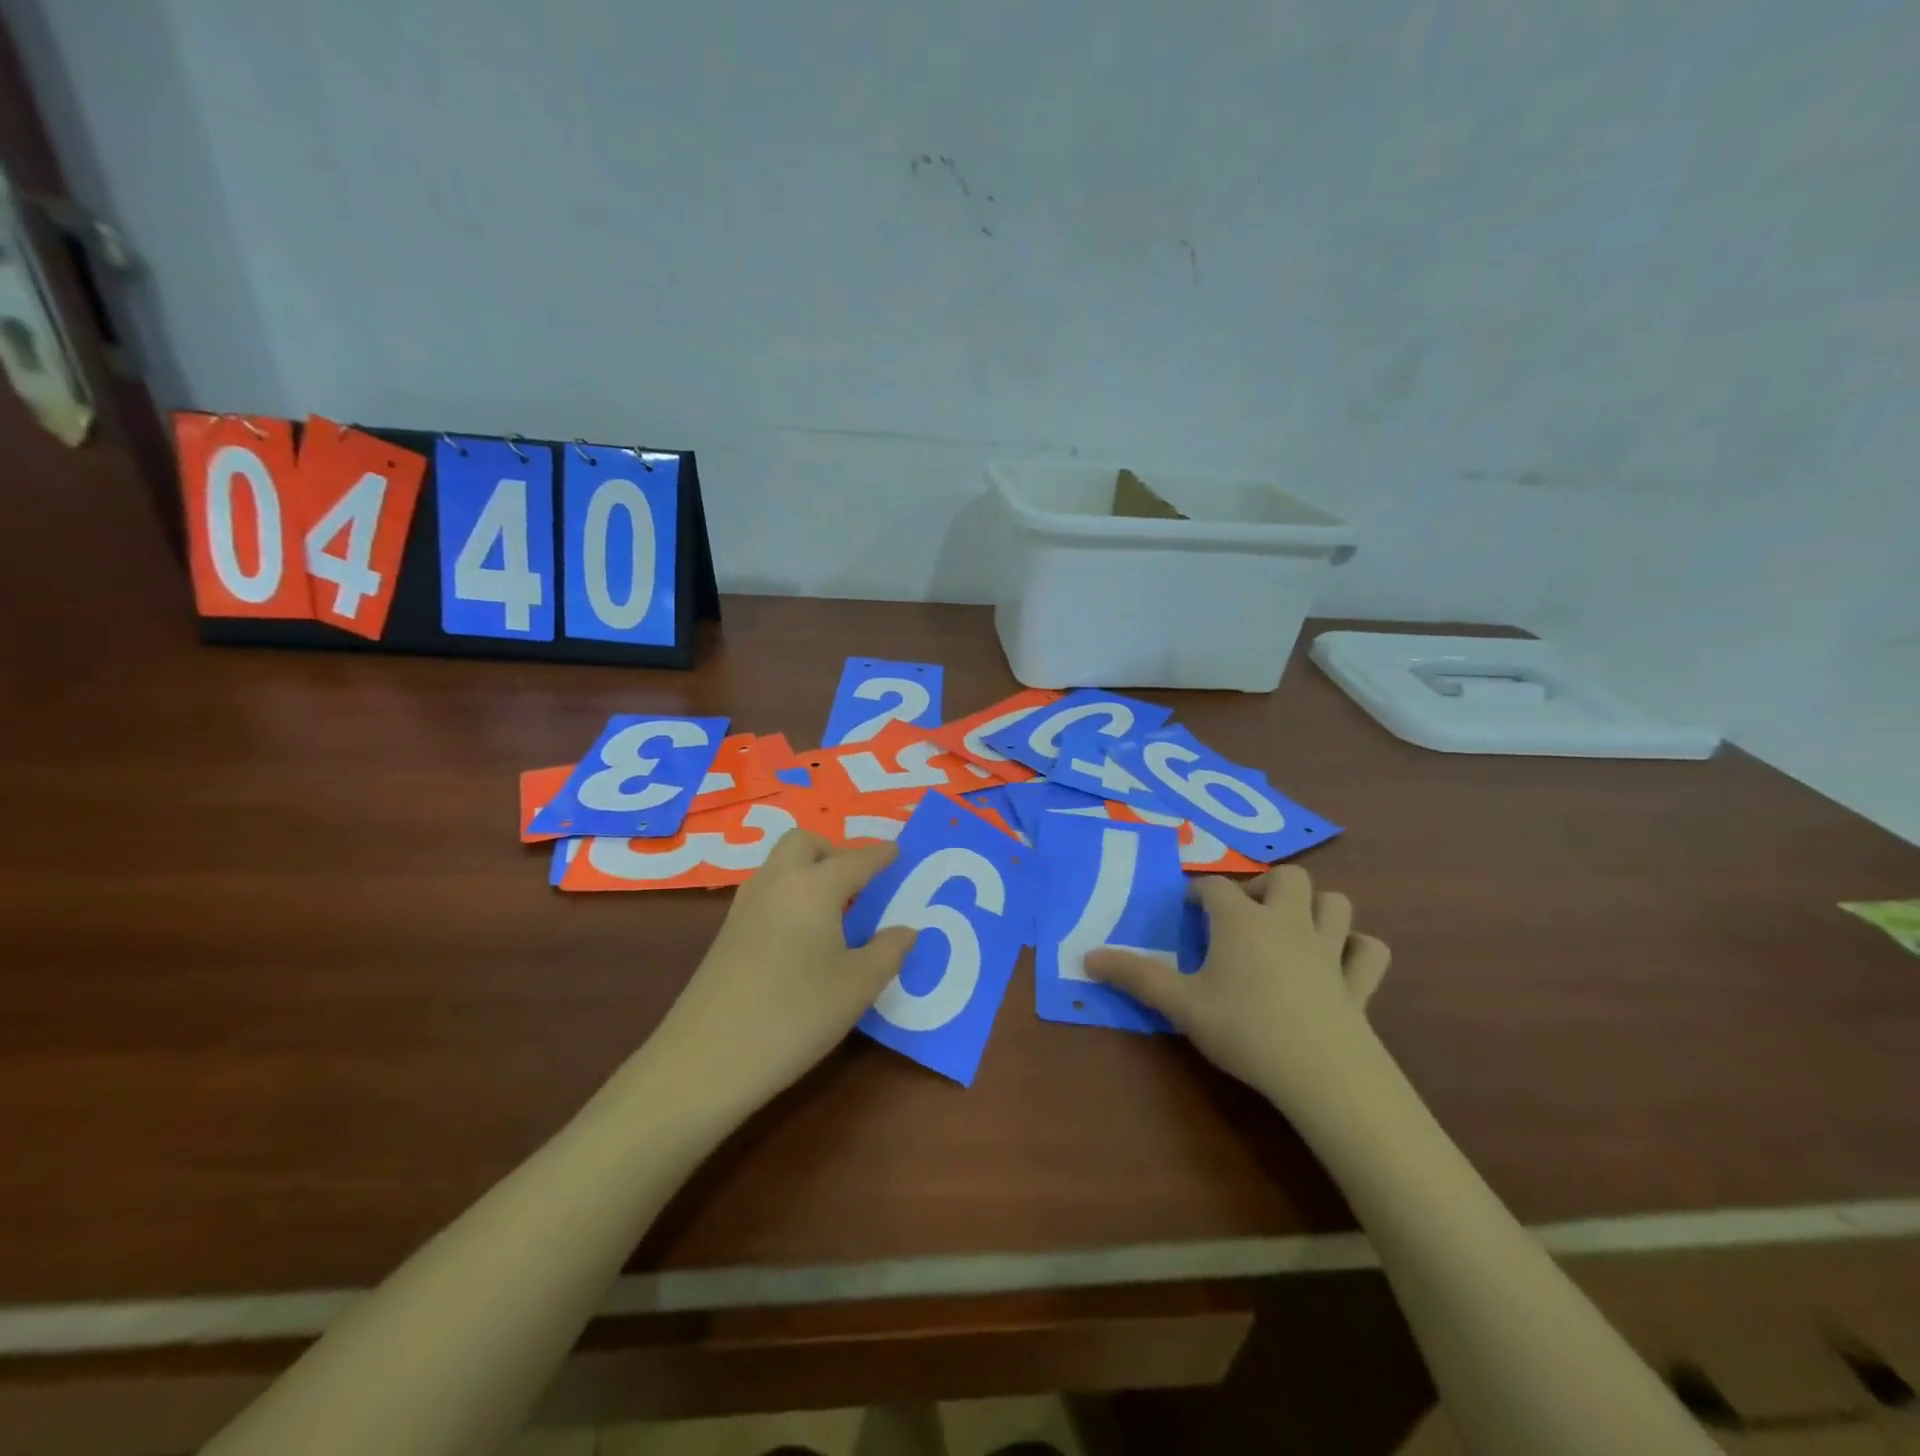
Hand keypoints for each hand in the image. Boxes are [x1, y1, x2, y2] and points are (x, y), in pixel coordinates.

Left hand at [648, 831, 916, 1116]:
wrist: (706, 1059)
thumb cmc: (795, 1015)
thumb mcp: (857, 987)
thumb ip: (888, 951)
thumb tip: (905, 930)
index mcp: (814, 887)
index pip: (856, 860)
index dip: (881, 856)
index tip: (898, 853)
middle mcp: (777, 882)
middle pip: (806, 843)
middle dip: (835, 851)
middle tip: (860, 882)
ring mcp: (745, 905)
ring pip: (781, 864)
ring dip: (809, 870)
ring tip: (837, 909)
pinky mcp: (727, 931)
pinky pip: (768, 890)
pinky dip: (791, 893)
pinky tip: (804, 934)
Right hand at [1086, 866, 1390, 1111]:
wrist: (1322, 1074)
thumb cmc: (1244, 1029)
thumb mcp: (1180, 1004)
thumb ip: (1135, 976)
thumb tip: (1086, 956)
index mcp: (1242, 921)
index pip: (1216, 887)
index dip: (1199, 893)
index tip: (1188, 911)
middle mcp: (1287, 922)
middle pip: (1287, 877)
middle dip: (1266, 886)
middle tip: (1246, 915)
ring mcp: (1330, 950)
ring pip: (1335, 903)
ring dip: (1316, 907)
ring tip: (1292, 929)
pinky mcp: (1359, 983)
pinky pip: (1370, 951)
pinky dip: (1357, 949)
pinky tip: (1342, 962)